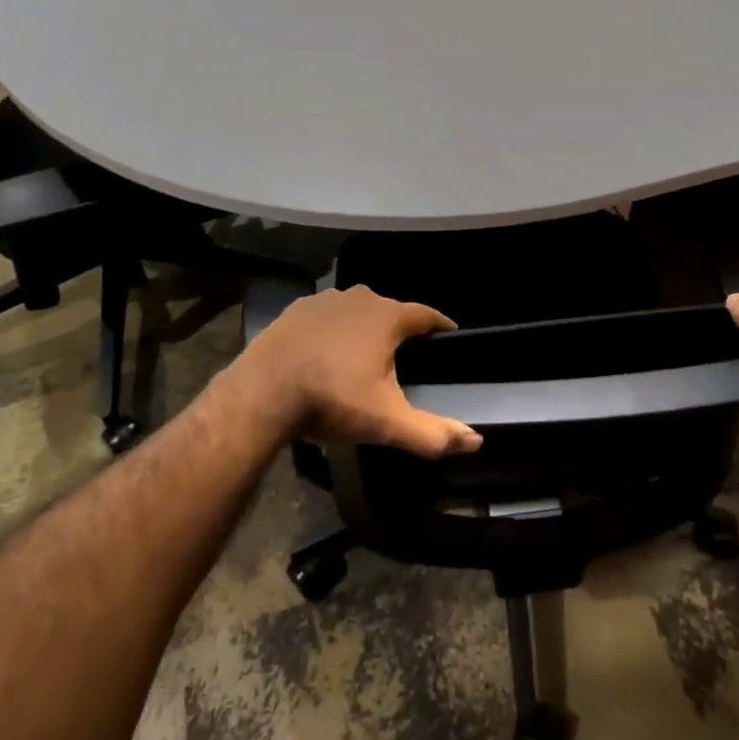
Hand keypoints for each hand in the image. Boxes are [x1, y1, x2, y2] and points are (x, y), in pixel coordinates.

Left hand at [234, 286, 483, 458]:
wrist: (262, 393)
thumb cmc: (332, 400)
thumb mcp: (386, 422)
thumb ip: (432, 433)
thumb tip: (476, 441)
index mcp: (388, 317)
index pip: (426, 314)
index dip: (441, 325)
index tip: (450, 336)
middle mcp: (360, 297)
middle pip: (390, 310)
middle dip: (400, 330)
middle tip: (405, 356)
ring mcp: (324, 300)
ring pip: (356, 311)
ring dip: (364, 328)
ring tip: (365, 356)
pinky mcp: (295, 310)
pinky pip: (326, 317)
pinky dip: (333, 330)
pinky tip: (326, 353)